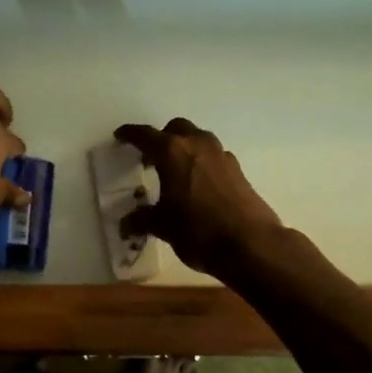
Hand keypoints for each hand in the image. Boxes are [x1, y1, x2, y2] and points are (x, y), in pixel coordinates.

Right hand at [114, 119, 282, 277]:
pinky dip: (201, 163)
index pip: (145, 135)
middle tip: (150, 159)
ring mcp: (221, 155)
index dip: (130, 135)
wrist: (251, 244)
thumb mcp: (163, 226)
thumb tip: (125, 225)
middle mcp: (197, 145)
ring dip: (184, 148)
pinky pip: (213, 157)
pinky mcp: (238, 170)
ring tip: (174, 172)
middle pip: (175, 129)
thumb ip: (141, 220)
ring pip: (198, 139)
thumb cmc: (198, 230)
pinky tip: (198, 186)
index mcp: (172, 152)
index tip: (120, 136)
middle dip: (161, 138)